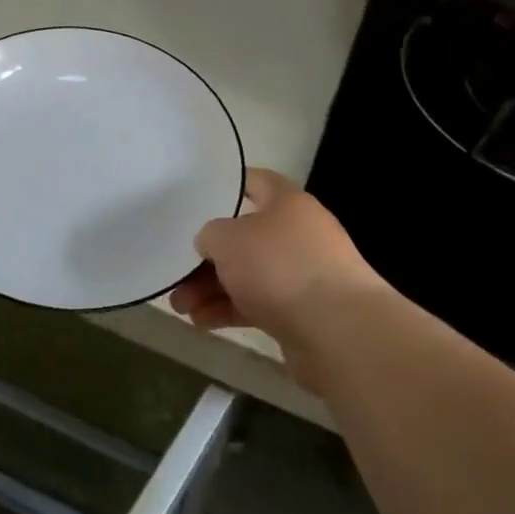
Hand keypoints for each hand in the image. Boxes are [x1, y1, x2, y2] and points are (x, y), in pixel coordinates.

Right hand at [169, 168, 388, 386]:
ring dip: (211, 288)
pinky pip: (257, 305)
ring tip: (179, 306)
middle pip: (245, 237)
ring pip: (248, 275)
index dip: (229, 185)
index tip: (198, 195)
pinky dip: (229, 311)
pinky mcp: (301, 314)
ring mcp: (302, 276)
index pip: (256, 182)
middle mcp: (298, 234)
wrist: (338, 332)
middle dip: (208, 256)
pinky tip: (201, 322)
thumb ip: (211, 234)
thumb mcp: (228, 238)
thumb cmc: (280, 267)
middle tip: (176, 271)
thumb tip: (212, 244)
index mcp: (288, 203)